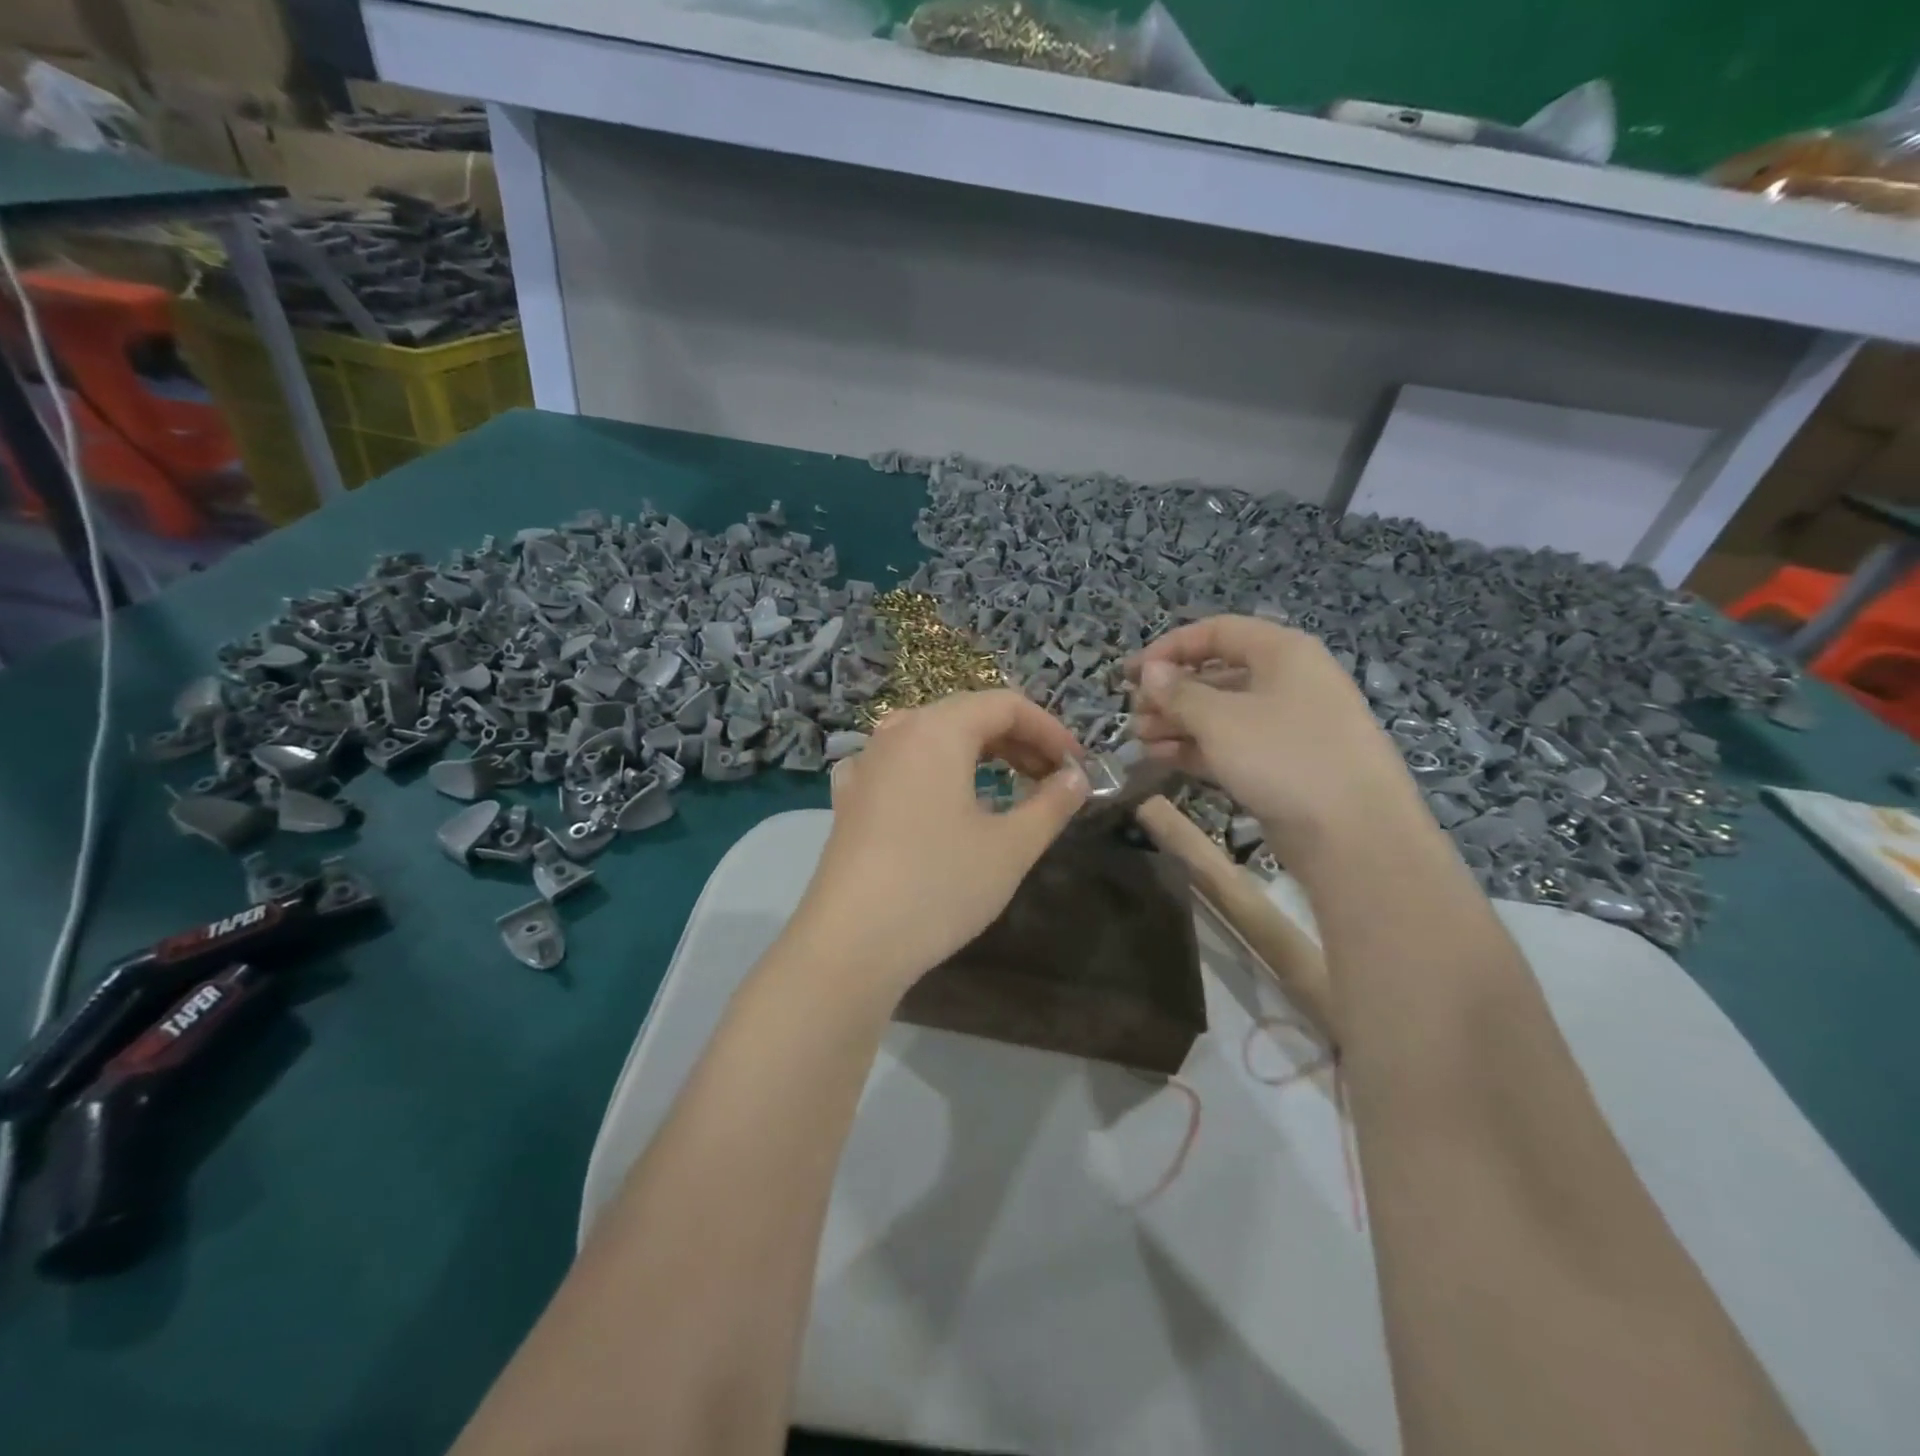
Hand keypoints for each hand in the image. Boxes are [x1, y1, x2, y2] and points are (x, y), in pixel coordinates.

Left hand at [786, 690, 1088, 993]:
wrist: (850, 944)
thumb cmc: (939, 885)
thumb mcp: (1010, 847)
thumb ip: (1051, 804)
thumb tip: (1076, 778)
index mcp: (936, 730)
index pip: (1004, 704)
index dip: (1049, 729)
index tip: (1076, 766)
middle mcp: (896, 733)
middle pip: (966, 715)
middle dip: (1017, 741)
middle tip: (1051, 779)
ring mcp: (865, 764)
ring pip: (932, 739)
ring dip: (976, 755)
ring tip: (1007, 788)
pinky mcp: (849, 798)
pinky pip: (900, 765)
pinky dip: (934, 772)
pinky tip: (941, 801)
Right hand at [1127, 615, 1417, 858]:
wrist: (1354, 834)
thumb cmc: (1283, 757)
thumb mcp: (1220, 719)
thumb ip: (1178, 693)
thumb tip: (1149, 671)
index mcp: (1282, 653)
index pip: (1216, 632)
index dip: (1169, 648)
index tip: (1131, 673)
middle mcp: (1287, 682)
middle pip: (1217, 674)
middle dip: (1170, 693)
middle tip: (1134, 714)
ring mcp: (1286, 726)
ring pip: (1221, 714)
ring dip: (1177, 723)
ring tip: (1140, 740)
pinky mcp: (1282, 764)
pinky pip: (1231, 745)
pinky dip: (1196, 748)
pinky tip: (1162, 758)